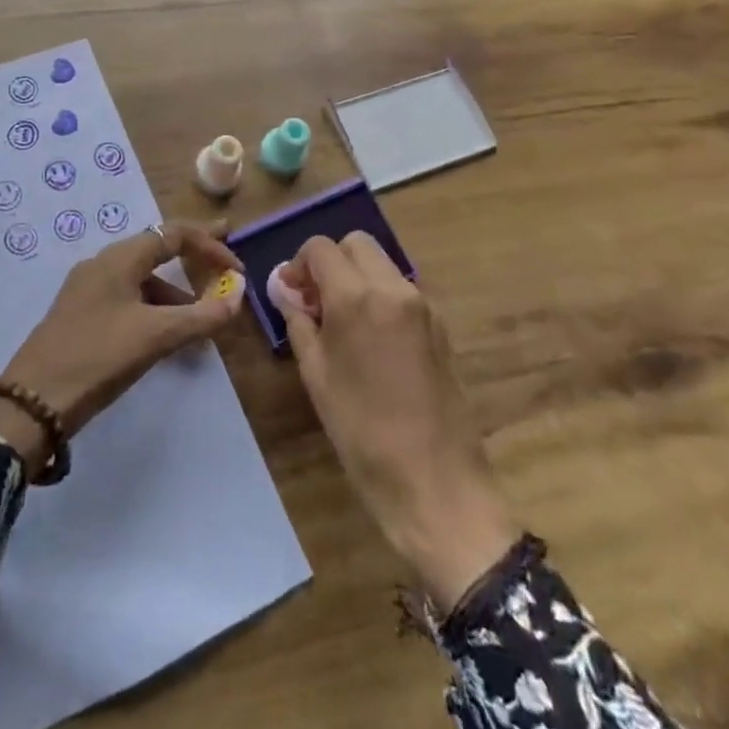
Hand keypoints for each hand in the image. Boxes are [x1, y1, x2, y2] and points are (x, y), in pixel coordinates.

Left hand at [0, 221, 245, 473]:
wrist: (32, 402)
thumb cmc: (97, 357)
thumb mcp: (154, 337)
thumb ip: (199, 317)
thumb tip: (235, 299)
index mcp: (120, 258)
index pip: (173, 234)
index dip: (210, 245)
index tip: (236, 266)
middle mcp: (103, 263)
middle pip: (157, 249)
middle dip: (193, 257)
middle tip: (224, 264)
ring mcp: (89, 288)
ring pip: (143, 279)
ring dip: (175, 293)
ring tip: (201, 321)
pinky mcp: (81, 314)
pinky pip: (128, 299)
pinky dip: (154, 310)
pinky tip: (166, 337)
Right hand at [279, 233, 513, 609]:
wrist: (437, 484)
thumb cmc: (363, 433)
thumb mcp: (316, 376)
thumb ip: (299, 321)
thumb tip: (286, 291)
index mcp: (357, 297)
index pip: (320, 248)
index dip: (299, 264)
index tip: (291, 294)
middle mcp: (393, 288)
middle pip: (357, 244)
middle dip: (331, 262)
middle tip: (316, 302)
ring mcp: (423, 305)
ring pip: (382, 264)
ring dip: (357, 277)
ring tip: (343, 323)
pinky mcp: (441, 326)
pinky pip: (402, 291)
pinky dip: (381, 296)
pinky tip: (372, 341)